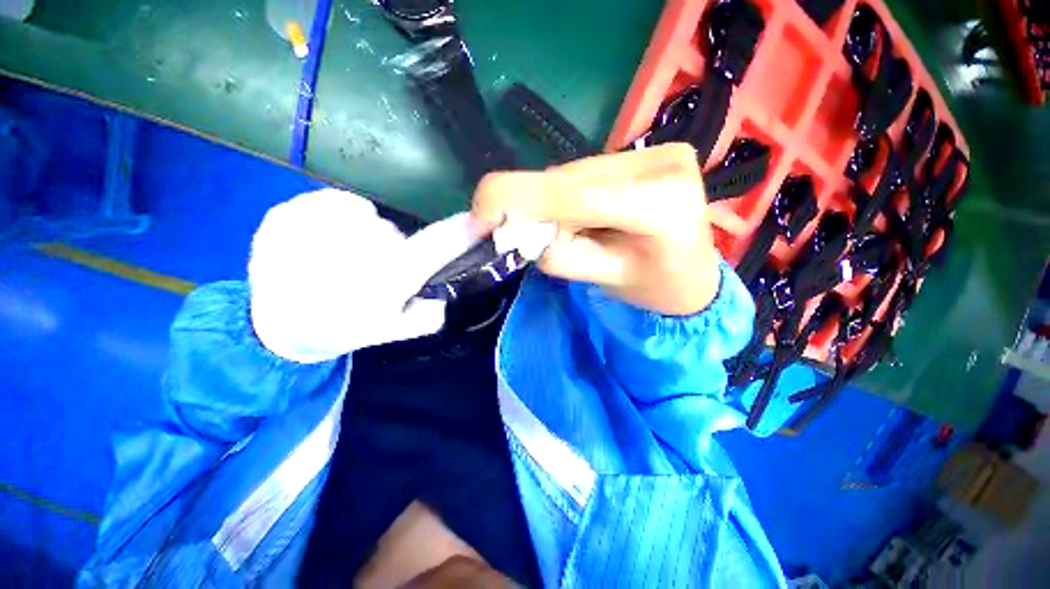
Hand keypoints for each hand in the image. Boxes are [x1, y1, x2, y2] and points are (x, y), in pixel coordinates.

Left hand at [248, 189, 476, 362]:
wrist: (280, 327)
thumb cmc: (345, 328)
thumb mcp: (396, 331)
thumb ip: (430, 311)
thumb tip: (444, 288)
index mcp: (382, 282)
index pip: (433, 247)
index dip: (459, 232)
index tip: (475, 222)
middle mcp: (351, 252)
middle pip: (394, 233)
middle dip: (393, 249)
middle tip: (373, 274)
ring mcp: (312, 229)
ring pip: (365, 216)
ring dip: (364, 235)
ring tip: (343, 261)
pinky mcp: (284, 215)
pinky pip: (333, 202)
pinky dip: (337, 217)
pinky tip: (324, 242)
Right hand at [471, 144, 720, 315]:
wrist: (695, 273)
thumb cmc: (656, 289)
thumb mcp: (606, 281)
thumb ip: (562, 256)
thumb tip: (521, 232)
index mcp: (660, 206)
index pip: (575, 194)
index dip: (517, 200)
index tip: (479, 218)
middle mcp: (661, 164)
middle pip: (567, 180)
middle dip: (531, 208)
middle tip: (516, 236)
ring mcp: (656, 151)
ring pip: (571, 174)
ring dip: (551, 204)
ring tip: (565, 231)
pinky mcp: (648, 149)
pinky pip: (584, 173)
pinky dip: (567, 195)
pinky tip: (580, 215)